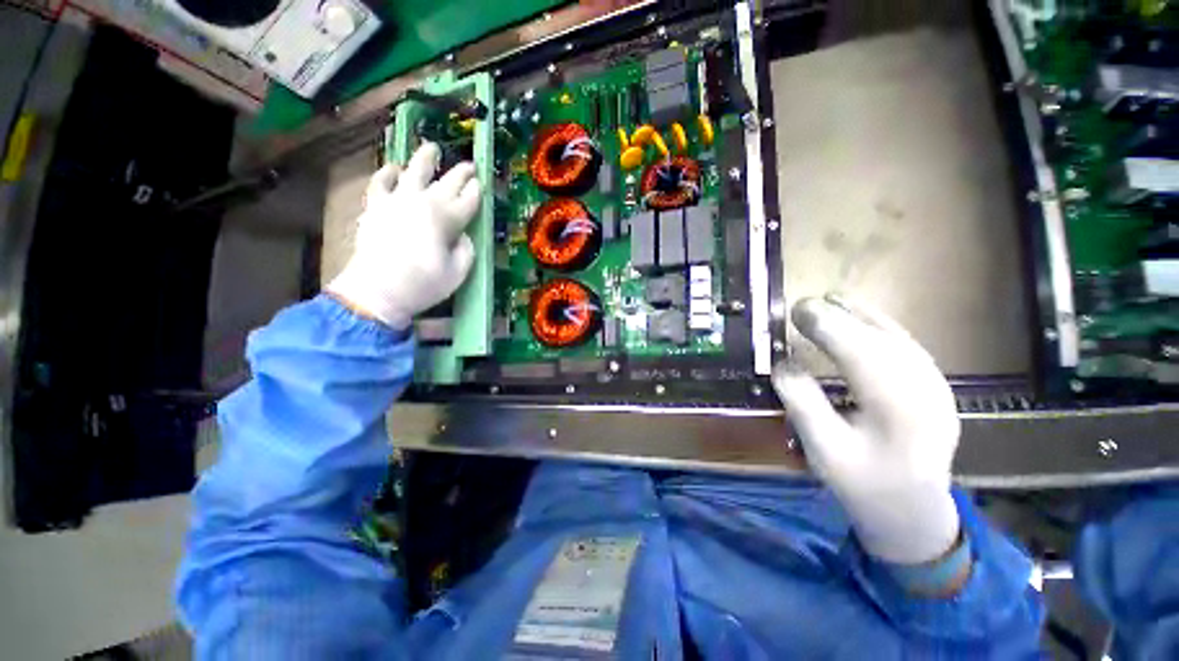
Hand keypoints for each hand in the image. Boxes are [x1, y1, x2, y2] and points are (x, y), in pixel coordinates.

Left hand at [327, 142, 480, 328]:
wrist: (377, 291)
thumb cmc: (423, 285)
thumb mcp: (458, 272)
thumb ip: (466, 250)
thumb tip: (462, 236)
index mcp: (447, 219)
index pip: (468, 200)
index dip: (477, 191)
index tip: (482, 183)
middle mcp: (423, 202)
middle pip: (447, 183)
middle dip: (461, 173)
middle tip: (470, 165)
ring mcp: (396, 201)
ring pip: (413, 172)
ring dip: (425, 159)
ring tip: (432, 147)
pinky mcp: (375, 207)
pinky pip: (380, 183)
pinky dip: (387, 174)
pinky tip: (393, 168)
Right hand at [772, 295, 960, 564]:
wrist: (913, 511)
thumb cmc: (863, 484)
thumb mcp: (824, 450)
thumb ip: (803, 403)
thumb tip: (782, 363)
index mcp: (897, 409)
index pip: (858, 351)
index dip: (826, 325)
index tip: (796, 310)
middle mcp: (925, 389)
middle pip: (878, 337)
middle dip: (839, 316)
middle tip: (803, 305)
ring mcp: (936, 385)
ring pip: (897, 336)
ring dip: (861, 315)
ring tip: (829, 301)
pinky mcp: (936, 386)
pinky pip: (906, 344)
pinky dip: (881, 326)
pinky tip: (863, 319)